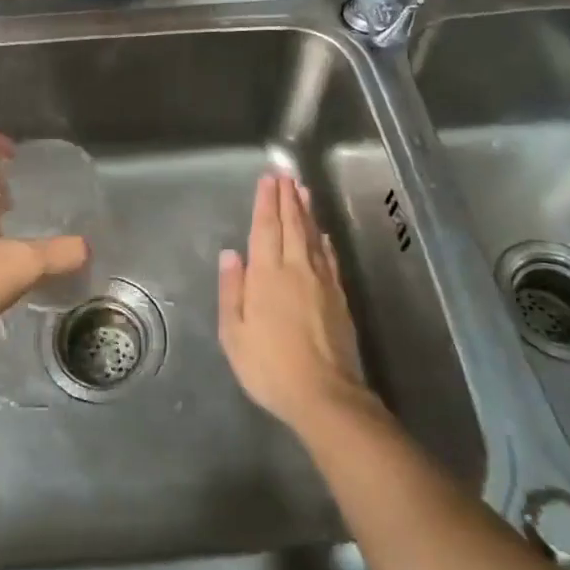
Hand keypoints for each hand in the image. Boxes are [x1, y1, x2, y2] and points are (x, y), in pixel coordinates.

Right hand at [218, 173, 372, 434]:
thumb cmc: (269, 366)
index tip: (268, 179)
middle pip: (292, 225)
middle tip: (285, 174)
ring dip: (306, 212)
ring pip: (312, 237)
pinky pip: (329, 259)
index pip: (266, 229)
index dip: (266, 202)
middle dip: (287, 198)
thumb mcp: (235, 333)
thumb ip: (232, 290)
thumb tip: (230, 254)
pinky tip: (322, 234)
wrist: (324, 395)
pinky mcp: (339, 297)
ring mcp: (322, 282)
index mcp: (267, 275)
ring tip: (302, 190)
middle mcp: (296, 269)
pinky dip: (324, 241)